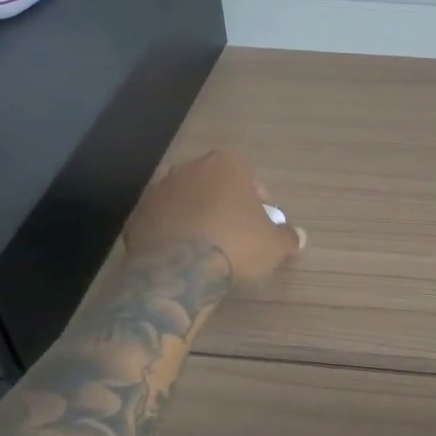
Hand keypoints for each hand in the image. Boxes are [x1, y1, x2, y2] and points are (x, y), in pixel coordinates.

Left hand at [125, 150, 304, 282]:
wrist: (179, 270)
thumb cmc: (236, 245)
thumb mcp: (273, 245)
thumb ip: (287, 237)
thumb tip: (298, 237)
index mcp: (226, 165)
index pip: (247, 175)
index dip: (255, 199)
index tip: (258, 222)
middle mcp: (190, 168)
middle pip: (212, 183)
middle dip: (222, 203)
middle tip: (233, 233)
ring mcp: (159, 190)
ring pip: (184, 200)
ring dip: (194, 216)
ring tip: (205, 247)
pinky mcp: (137, 215)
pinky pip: (161, 220)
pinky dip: (170, 232)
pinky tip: (180, 256)